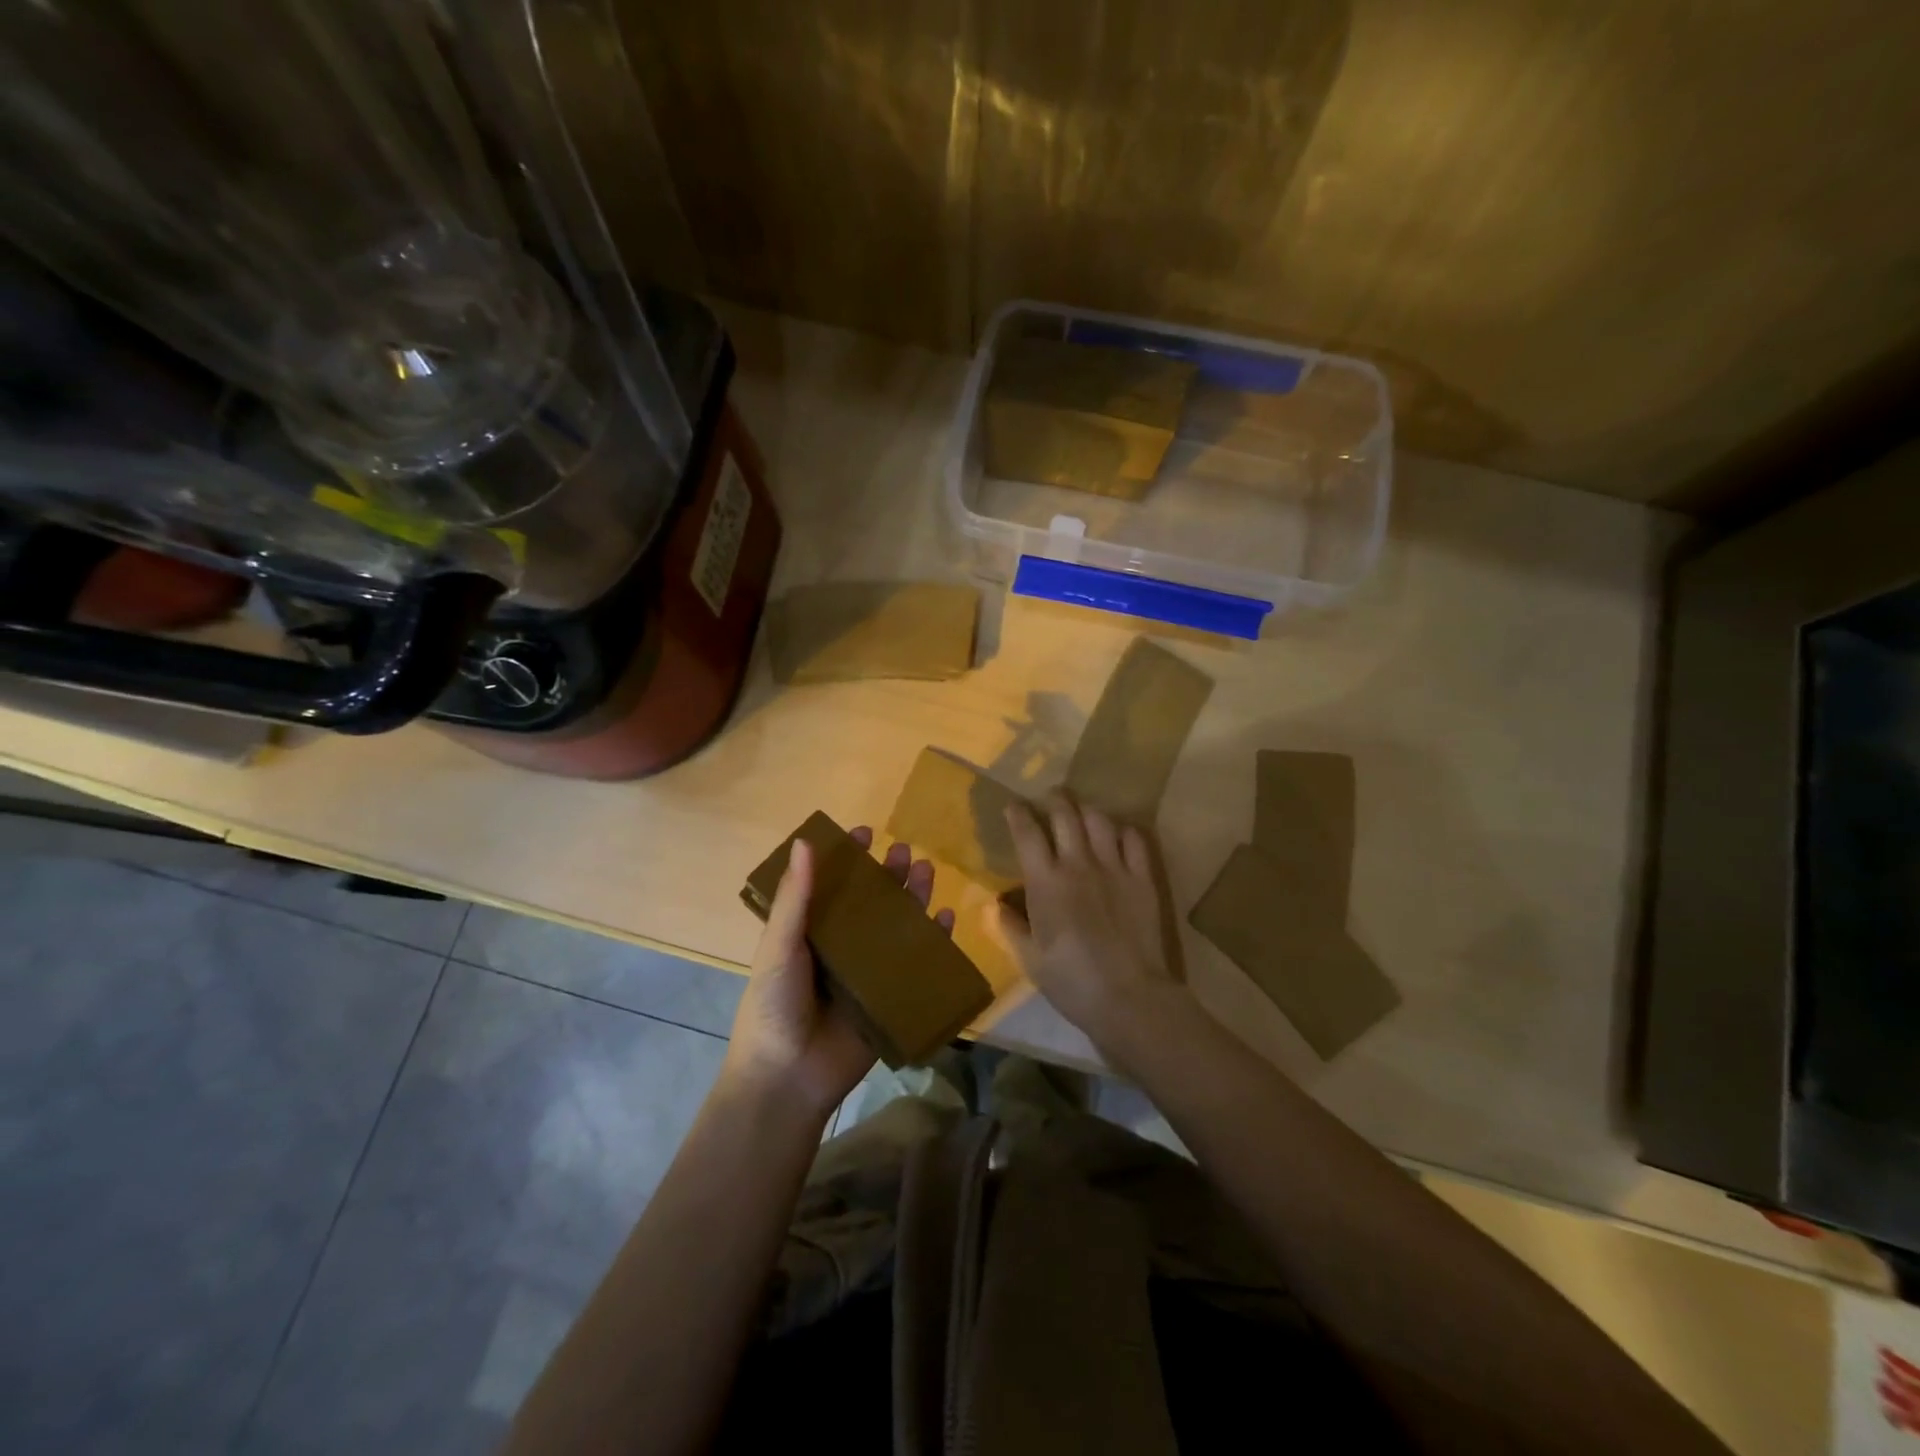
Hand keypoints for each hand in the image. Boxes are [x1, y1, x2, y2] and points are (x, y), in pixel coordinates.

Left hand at [723, 827, 955, 1121]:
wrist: (789, 1079)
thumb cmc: (774, 1006)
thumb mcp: (779, 947)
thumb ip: (795, 898)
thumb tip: (807, 841)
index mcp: (809, 933)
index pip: (831, 886)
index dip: (846, 859)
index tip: (863, 833)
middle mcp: (840, 947)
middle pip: (870, 903)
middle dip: (887, 875)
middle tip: (903, 851)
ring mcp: (868, 972)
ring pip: (896, 927)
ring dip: (913, 898)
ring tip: (926, 870)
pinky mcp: (891, 997)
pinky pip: (918, 963)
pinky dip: (934, 940)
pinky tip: (945, 917)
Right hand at [1000, 794, 1184, 1056]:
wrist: (1129, 996)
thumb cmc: (1071, 981)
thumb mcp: (1030, 959)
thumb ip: (1011, 926)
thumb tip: (998, 904)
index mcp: (1045, 882)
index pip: (1027, 833)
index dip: (1018, 814)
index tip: (1014, 805)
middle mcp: (1078, 864)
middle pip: (1064, 814)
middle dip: (1054, 799)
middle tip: (1050, 797)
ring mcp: (1114, 867)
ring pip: (1099, 819)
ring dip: (1086, 811)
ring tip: (1082, 813)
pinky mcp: (1142, 877)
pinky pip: (1134, 839)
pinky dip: (1123, 831)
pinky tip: (1118, 836)